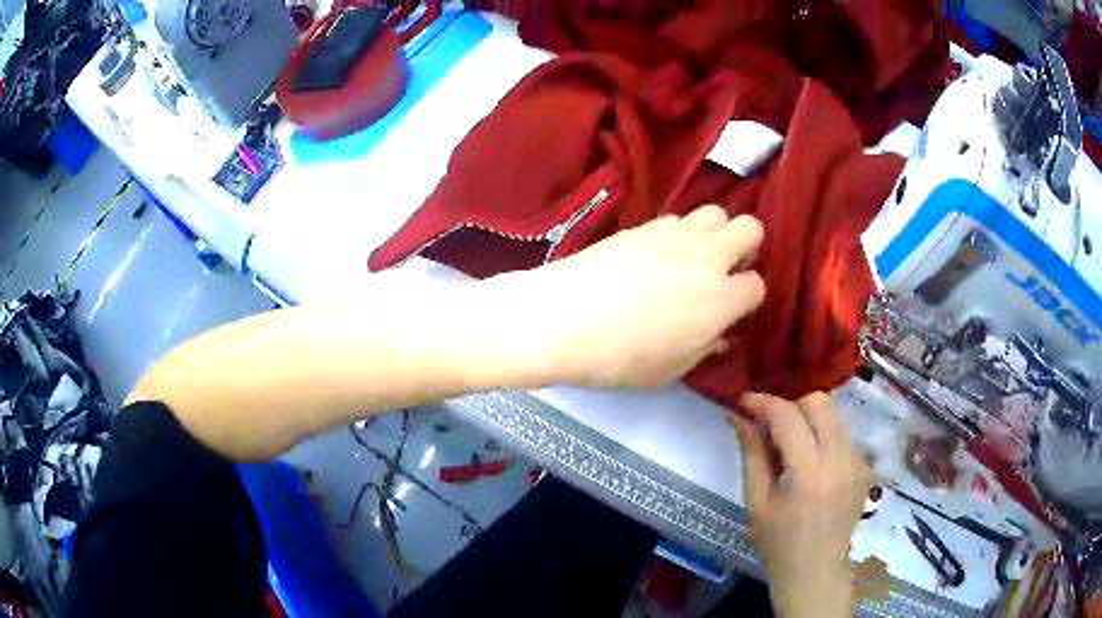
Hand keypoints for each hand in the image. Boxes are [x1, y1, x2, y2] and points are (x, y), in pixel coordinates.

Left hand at [526, 205, 764, 388]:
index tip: (730, 311)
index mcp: (721, 299)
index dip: (746, 300)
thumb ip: (703, 349)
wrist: (563, 319)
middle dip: (746, 248)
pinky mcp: (644, 224)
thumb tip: (718, 336)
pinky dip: (681, 232)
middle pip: (750, 228)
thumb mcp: (670, 370)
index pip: (756, 285)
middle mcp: (707, 258)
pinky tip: (660, 253)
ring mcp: (675, 235)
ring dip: (715, 233)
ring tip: (695, 257)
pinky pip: (678, 217)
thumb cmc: (619, 358)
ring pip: (716, 212)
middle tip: (725, 271)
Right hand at [731, 392, 872, 617]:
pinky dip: (823, 435)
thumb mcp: (757, 503)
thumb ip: (752, 455)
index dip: (764, 402)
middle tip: (771, 423)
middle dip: (791, 404)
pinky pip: (842, 433)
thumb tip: (739, 418)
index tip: (744, 401)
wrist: (816, 572)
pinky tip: (810, 460)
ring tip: (790, 442)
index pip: (788, 417)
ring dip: (809, 418)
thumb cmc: (778, 544)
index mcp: (809, 474)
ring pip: (834, 414)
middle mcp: (840, 459)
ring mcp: (858, 461)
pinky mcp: (864, 466)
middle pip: (820, 402)